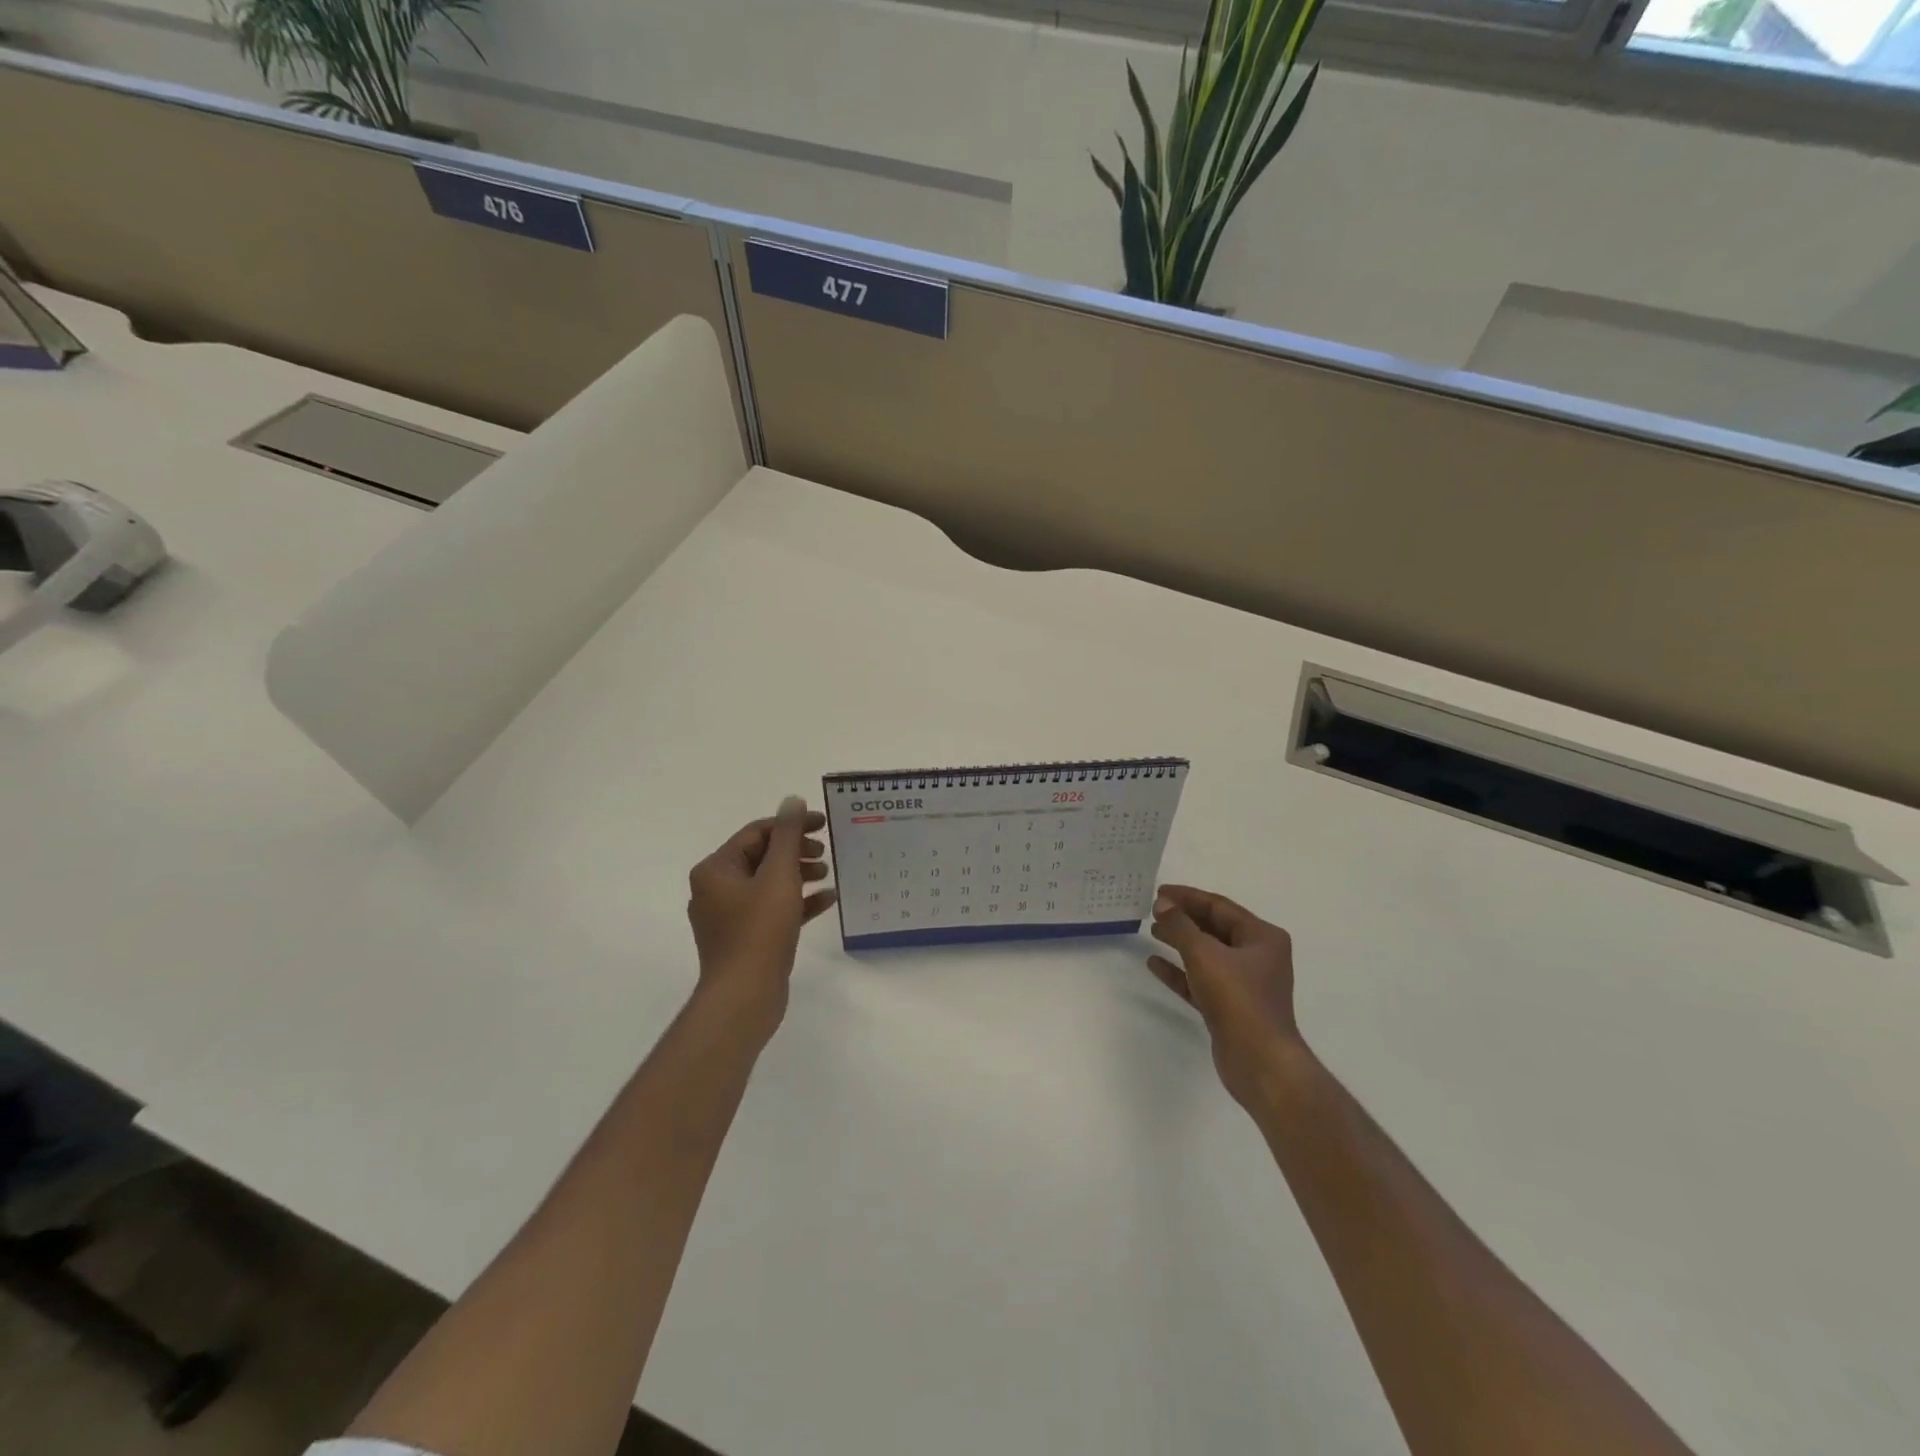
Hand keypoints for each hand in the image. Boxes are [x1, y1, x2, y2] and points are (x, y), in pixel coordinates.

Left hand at [687, 797, 836, 1033]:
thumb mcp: (779, 875)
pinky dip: (797, 902)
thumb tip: (792, 800)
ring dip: (799, 875)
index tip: (823, 825)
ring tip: (828, 874)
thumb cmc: (760, 929)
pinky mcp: (744, 939)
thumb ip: (788, 835)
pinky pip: (772, 910)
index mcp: (716, 869)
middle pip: (761, 857)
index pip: (756, 833)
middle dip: (796, 851)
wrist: (745, 995)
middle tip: (825, 853)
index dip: (791, 825)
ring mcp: (729, 917)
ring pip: (768, 884)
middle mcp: (716, 889)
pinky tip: (827, 900)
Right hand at [1147, 885, 1304, 1108]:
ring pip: (1207, 954)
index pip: (1219, 906)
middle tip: (1154, 910)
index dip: (1188, 897)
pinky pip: (1201, 980)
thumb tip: (1163, 903)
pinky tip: (1155, 964)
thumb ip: (1181, 926)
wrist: (1259, 1061)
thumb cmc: (1237, 999)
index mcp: (1262, 937)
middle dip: (1184, 918)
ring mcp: (1244, 983)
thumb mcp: (1204, 954)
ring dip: (1180, 942)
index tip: (1159, 892)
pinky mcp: (1230, 1007)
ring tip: (1152, 931)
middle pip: (1214, 928)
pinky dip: (1180, 971)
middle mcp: (1257, 956)